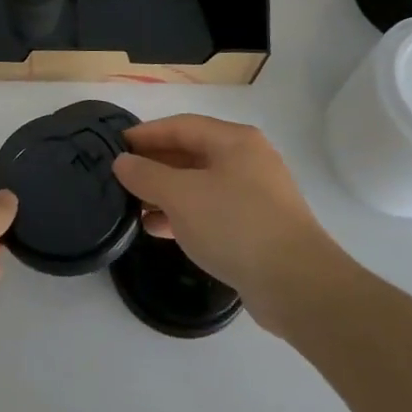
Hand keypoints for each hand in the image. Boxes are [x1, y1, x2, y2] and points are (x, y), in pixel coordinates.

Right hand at [113, 116, 349, 329]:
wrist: (297, 286)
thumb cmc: (235, 225)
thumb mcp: (181, 195)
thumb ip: (147, 175)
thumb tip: (122, 162)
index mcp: (234, 140)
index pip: (181, 125)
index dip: (145, 134)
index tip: (114, 145)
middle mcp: (247, 160)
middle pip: (191, 153)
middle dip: (154, 165)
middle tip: (120, 177)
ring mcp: (255, 195)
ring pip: (200, 185)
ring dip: (166, 193)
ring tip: (132, 206)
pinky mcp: (257, 228)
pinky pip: (211, 211)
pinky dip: (184, 215)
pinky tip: (158, 229)